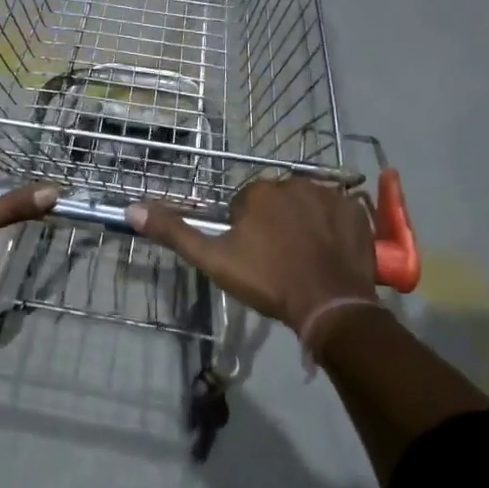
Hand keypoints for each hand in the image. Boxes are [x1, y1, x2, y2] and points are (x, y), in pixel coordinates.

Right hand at [127, 174, 375, 332]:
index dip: (245, 232)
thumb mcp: (213, 259)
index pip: (244, 204)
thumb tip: (131, 208)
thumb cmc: (267, 280)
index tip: (252, 257)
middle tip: (278, 260)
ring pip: (307, 205)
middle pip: (277, 201)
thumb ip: (174, 232)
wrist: (330, 305)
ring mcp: (331, 195)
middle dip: (274, 223)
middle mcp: (295, 182)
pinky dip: (333, 228)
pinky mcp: (357, 212)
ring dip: (303, 223)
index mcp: (259, 190)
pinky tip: (330, 253)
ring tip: (305, 259)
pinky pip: (338, 213)